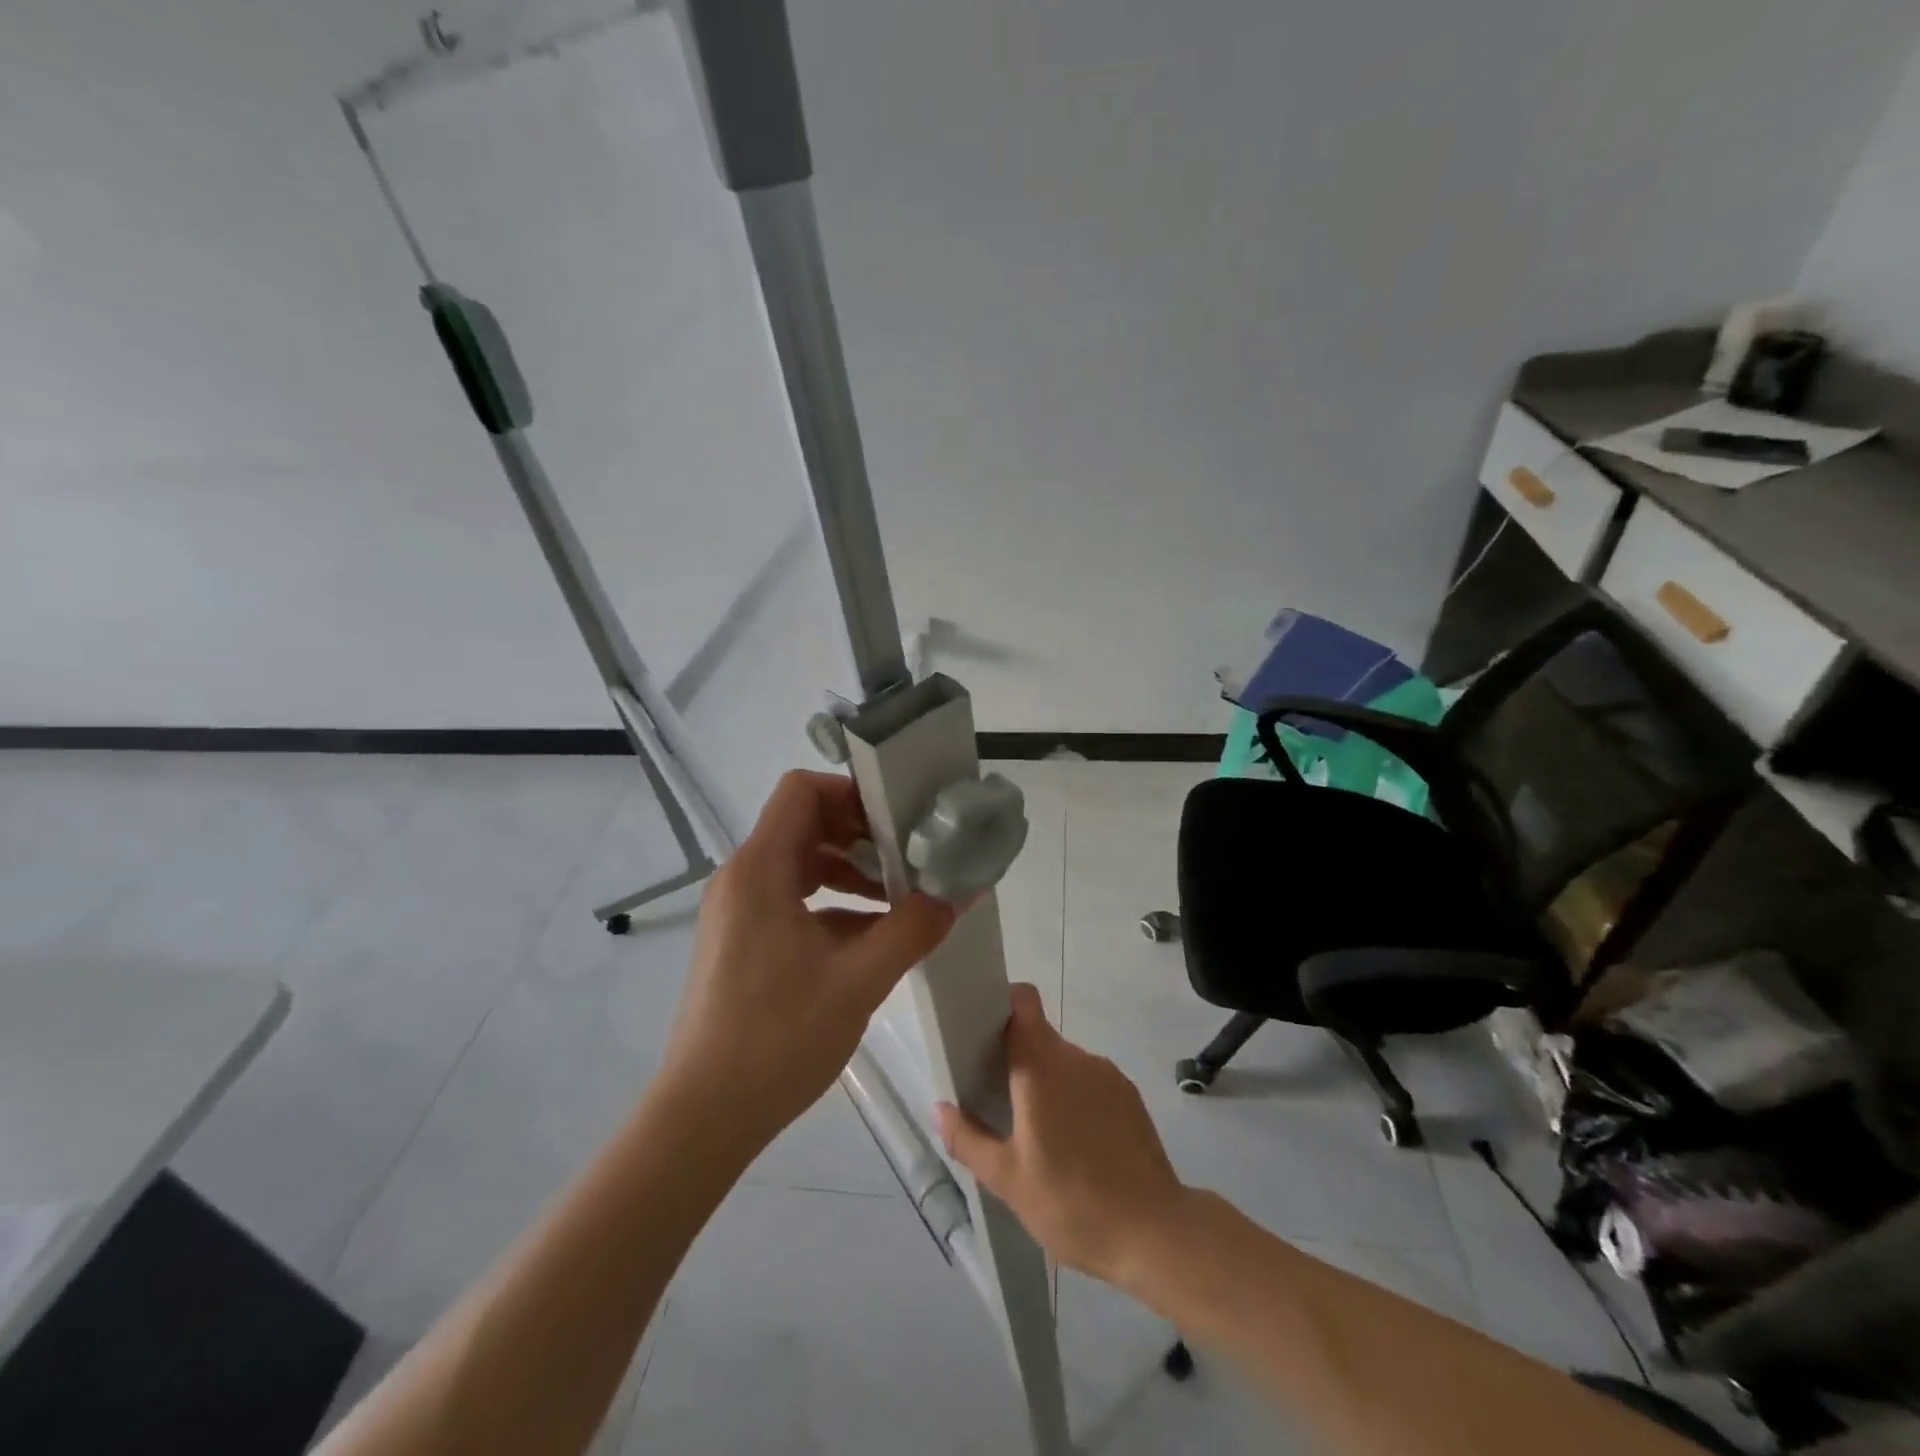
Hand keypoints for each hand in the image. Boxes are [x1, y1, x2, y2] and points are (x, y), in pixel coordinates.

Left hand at [664, 770, 956, 1143]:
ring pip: (801, 865)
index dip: (851, 793)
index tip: (898, 819)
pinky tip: (872, 939)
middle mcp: (742, 878)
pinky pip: (792, 901)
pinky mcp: (741, 941)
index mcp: (760, 869)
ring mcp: (738, 911)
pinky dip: (832, 906)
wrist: (703, 1116)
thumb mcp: (859, 980)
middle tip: (910, 858)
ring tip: (900, 899)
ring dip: (851, 873)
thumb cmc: (777, 1038)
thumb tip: (961, 892)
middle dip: (861, 836)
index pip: (802, 790)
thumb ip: (914, 928)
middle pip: (804, 825)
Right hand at [935, 984, 1189, 1287]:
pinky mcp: (1130, 1097)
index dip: (1003, 1004)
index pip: (1023, 1002)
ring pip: (1065, 1062)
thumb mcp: (1007, 1180)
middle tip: (1000, 1100)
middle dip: (1017, 1060)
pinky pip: (1091, 1082)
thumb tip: (939, 1109)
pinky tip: (1075, 1145)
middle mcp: (1076, 1058)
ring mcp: (1108, 1075)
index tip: (984, 1032)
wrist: (1154, 1234)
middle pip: (1039, 1037)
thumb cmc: (1071, 1203)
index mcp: (1042, 1066)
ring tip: (1039, 1134)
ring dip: (1047, 1084)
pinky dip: (1076, 1099)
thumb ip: (968, 1139)